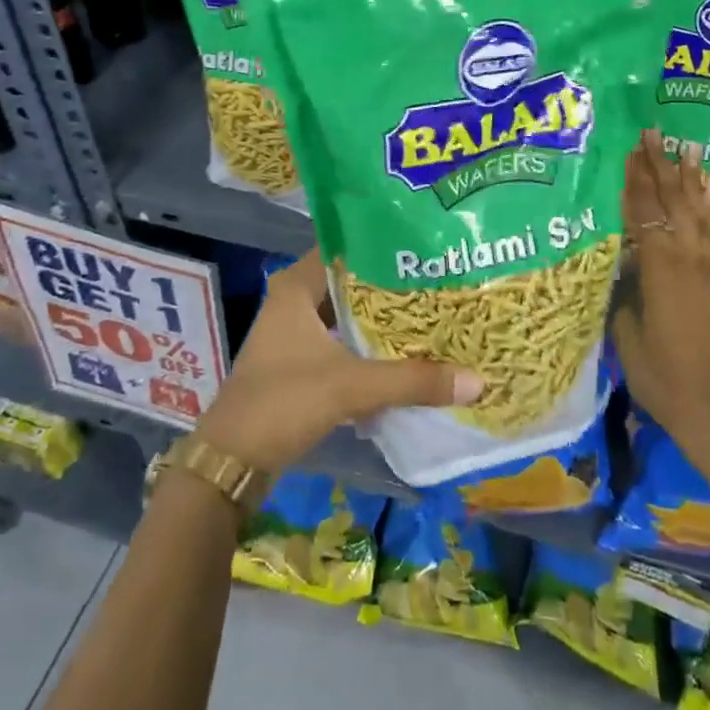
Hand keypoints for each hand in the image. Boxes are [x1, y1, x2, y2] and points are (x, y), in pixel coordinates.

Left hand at [195, 249, 481, 472]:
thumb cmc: (284, 402)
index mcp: (296, 287)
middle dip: (391, 287)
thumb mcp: (352, 386)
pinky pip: (342, 343)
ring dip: (380, 321)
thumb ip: (413, 380)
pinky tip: (404, 354)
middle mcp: (293, 301)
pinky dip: (368, 347)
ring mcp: (294, 334)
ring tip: (430, 315)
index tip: (426, 250)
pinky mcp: (298, 363)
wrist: (232, 461)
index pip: (346, 249)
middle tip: (438, 283)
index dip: (384, 248)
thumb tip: (477, 380)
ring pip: (347, 316)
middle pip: (351, 284)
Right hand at [618, 130, 709, 476]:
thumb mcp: (627, 337)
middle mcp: (688, 262)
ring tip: (686, 147)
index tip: (627, 149)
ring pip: (696, 214)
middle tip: (652, 132)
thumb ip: (623, 295)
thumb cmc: (664, 379)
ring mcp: (707, 271)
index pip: (644, 215)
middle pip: (672, 204)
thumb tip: (620, 267)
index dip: (634, 181)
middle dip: (660, 167)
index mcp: (661, 271)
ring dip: (688, 179)